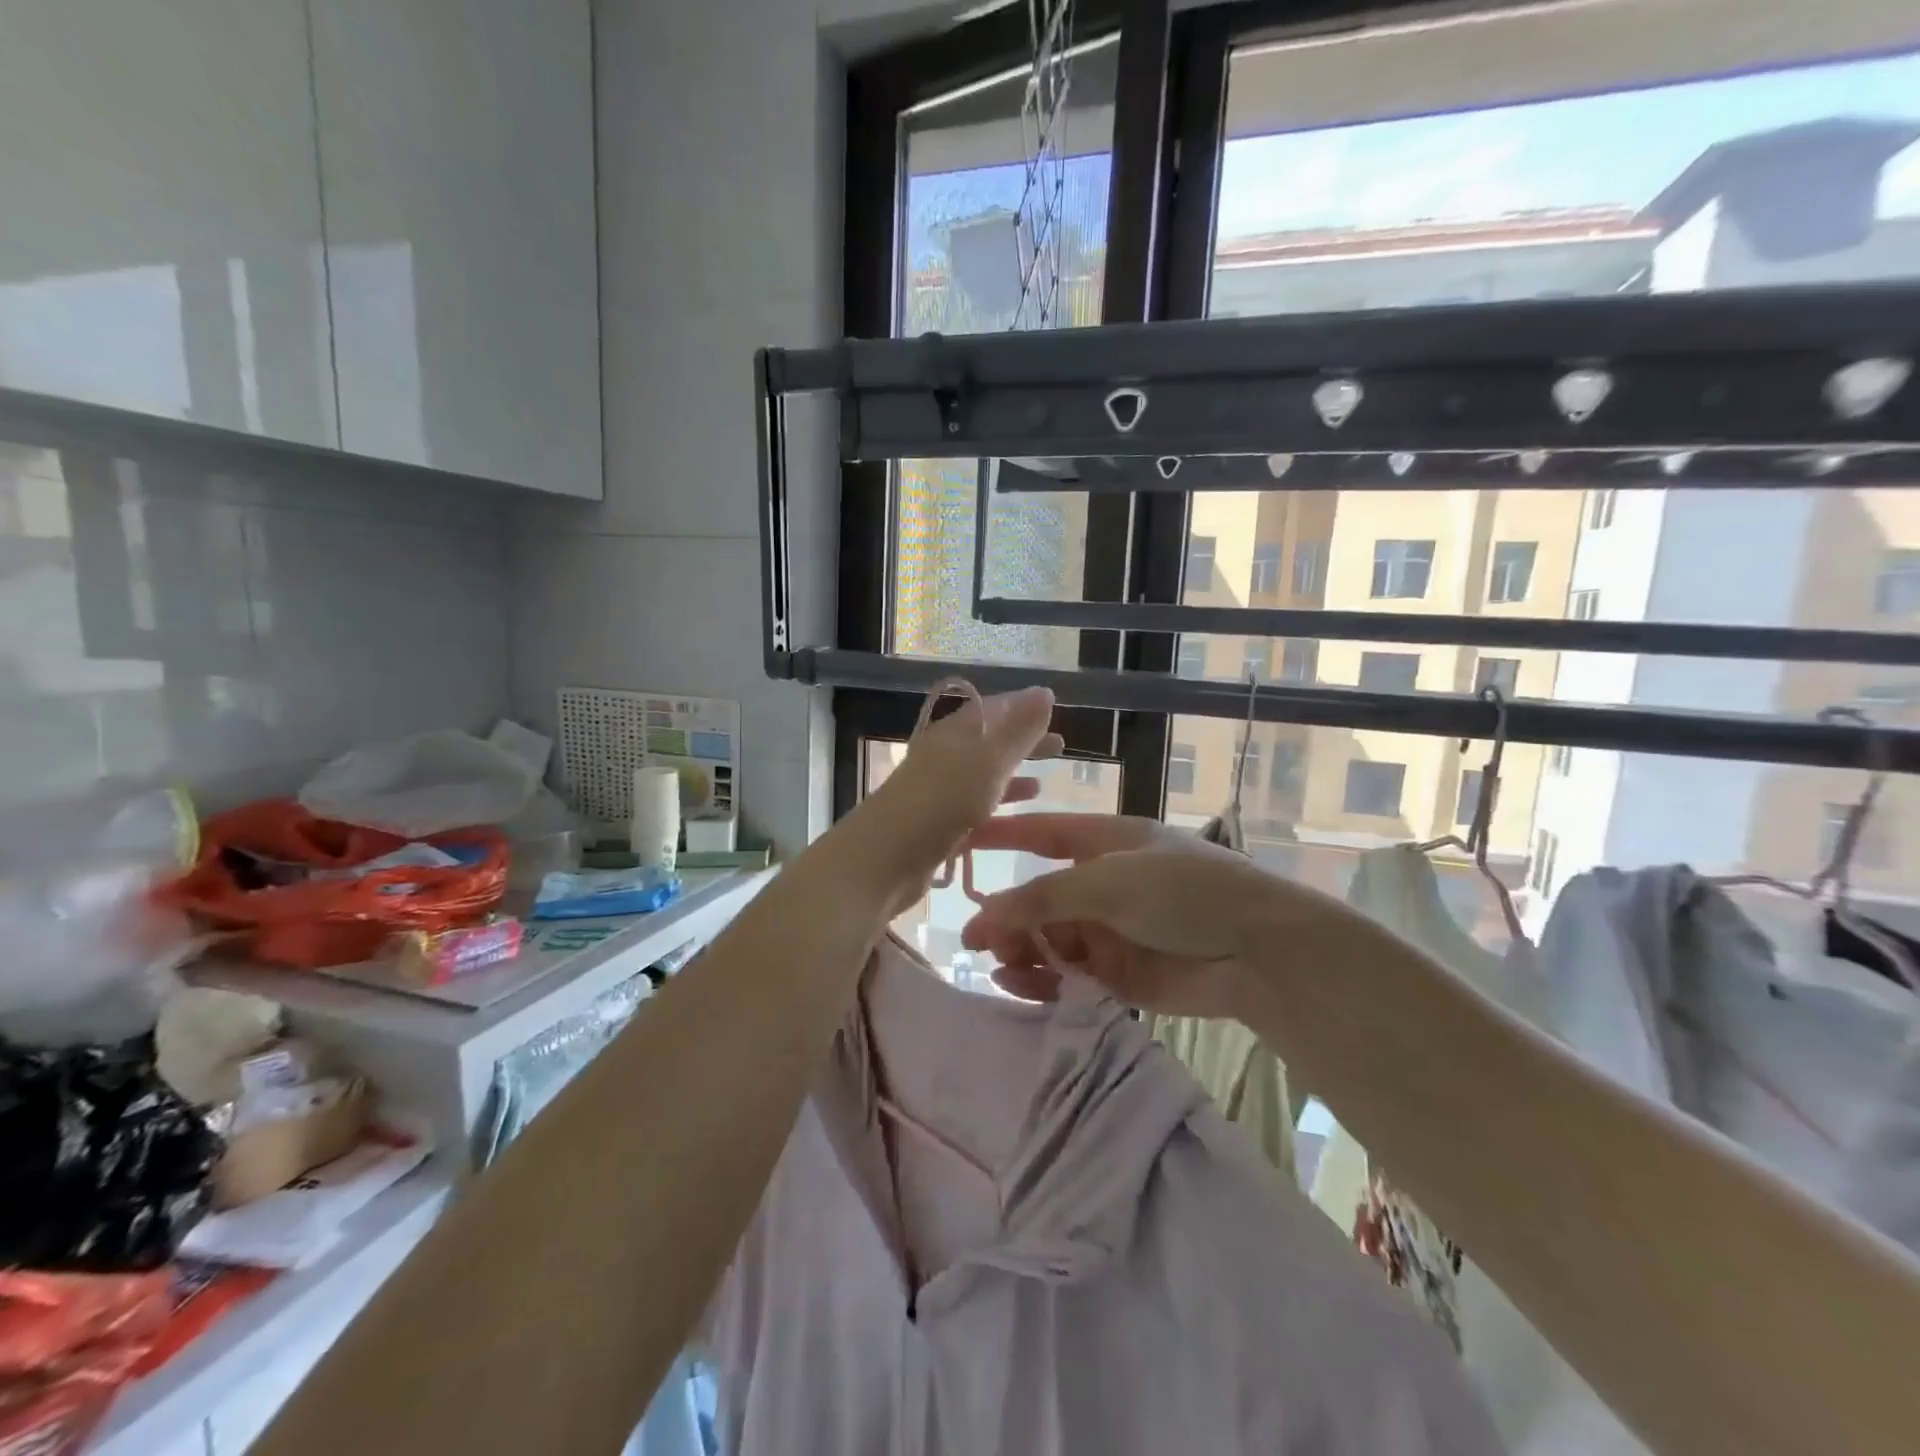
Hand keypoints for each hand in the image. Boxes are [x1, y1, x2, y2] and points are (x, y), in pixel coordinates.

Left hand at [846, 686, 1061, 913]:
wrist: (885, 858)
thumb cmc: (942, 801)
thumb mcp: (988, 761)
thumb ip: (1018, 730)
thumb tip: (1044, 692)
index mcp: (954, 732)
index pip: (993, 708)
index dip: (1023, 707)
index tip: (1054, 709)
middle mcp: (944, 755)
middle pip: (988, 741)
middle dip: (1022, 741)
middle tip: (1060, 745)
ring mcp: (939, 790)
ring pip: (982, 775)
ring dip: (1012, 774)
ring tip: (1045, 781)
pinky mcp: (937, 823)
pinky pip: (975, 807)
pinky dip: (998, 806)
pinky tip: (1017, 816)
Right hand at [958, 814, 1293, 1019]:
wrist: (1257, 953)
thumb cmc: (1183, 893)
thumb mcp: (1108, 882)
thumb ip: (1041, 898)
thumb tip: (981, 916)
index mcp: (1102, 843)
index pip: (1039, 833)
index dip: (999, 836)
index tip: (956, 843)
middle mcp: (1100, 884)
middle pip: (1037, 897)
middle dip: (1007, 916)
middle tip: (980, 942)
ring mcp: (1108, 930)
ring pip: (1047, 939)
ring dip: (1020, 950)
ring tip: (1001, 965)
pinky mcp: (1116, 974)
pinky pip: (1065, 975)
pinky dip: (1040, 980)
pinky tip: (1017, 985)